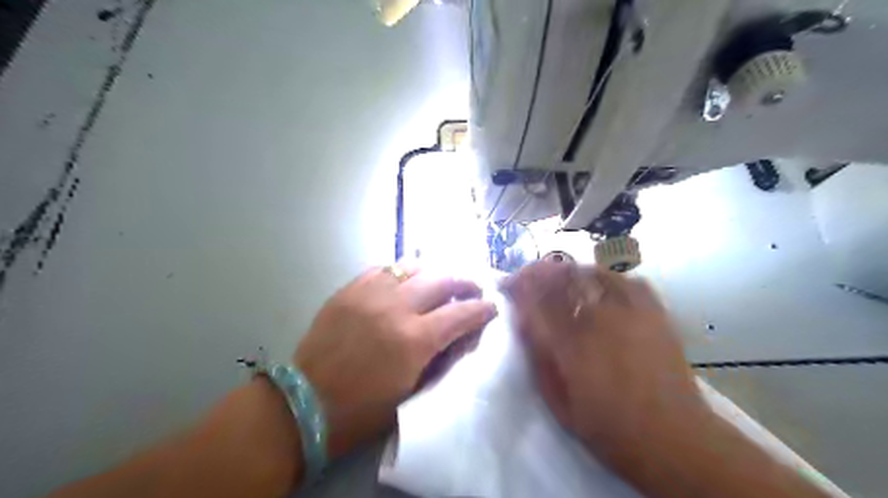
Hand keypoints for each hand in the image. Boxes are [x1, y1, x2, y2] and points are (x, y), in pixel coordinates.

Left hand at [294, 267, 496, 460]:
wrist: (307, 403)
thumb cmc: (364, 408)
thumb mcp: (412, 391)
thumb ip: (441, 357)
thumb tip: (462, 335)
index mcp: (415, 339)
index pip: (461, 313)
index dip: (481, 309)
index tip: (491, 307)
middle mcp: (396, 307)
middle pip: (442, 280)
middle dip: (464, 282)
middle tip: (472, 288)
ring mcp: (370, 294)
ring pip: (413, 267)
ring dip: (433, 272)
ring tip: (439, 281)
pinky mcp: (349, 289)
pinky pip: (382, 269)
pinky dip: (400, 273)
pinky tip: (404, 281)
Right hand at [502, 263, 705, 465]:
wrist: (673, 437)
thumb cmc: (608, 426)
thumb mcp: (558, 400)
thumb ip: (538, 356)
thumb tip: (522, 321)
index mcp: (571, 343)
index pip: (535, 299)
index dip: (518, 284)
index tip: (506, 283)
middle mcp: (598, 318)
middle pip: (561, 278)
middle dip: (538, 271)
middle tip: (527, 275)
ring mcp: (629, 311)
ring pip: (591, 273)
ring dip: (567, 271)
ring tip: (557, 276)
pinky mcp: (654, 312)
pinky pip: (625, 279)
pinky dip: (604, 276)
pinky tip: (597, 283)